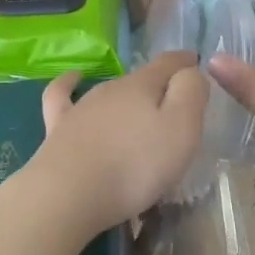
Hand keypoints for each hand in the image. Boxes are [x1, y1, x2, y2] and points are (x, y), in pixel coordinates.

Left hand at [17, 52, 207, 237]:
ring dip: (126, 96)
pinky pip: (62, 95)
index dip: (185, 61)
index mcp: (142, 86)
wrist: (68, 193)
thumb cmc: (135, 165)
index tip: (195, 61)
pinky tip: (73, 78)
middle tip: (175, 105)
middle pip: (140, 80)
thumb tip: (190, 71)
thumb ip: (190, 93)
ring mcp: (81, 107)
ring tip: (139, 109)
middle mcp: (111, 89)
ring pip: (110, 92)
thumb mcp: (181, 129)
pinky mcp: (58, 127)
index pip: (168, 63)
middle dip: (159, 86)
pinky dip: (69, 83)